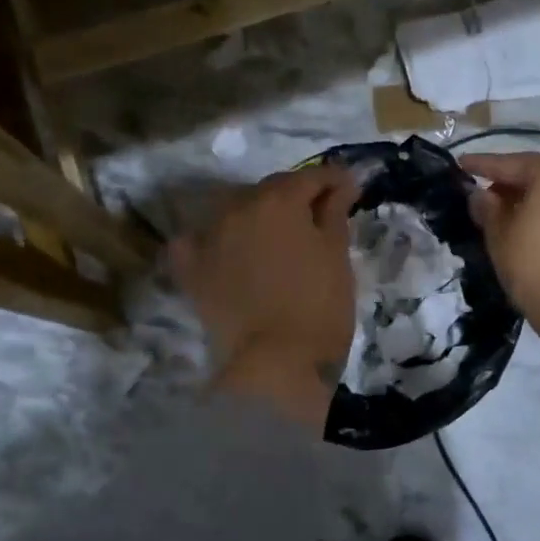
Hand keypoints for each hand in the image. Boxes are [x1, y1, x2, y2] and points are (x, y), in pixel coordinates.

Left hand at [170, 166, 363, 427]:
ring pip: (235, 211)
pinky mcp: (190, 268)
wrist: (277, 363)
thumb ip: (334, 211)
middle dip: (294, 197)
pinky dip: (212, 240)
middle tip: (316, 216)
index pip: (309, 177)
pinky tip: (225, 251)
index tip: (349, 190)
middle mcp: (236, 207)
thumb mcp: (336, 255)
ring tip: (275, 237)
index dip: (333, 180)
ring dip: (256, 215)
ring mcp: (208, 236)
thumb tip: (341, 182)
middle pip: (269, 190)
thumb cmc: (319, 306)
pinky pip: (196, 240)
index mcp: (277, 200)